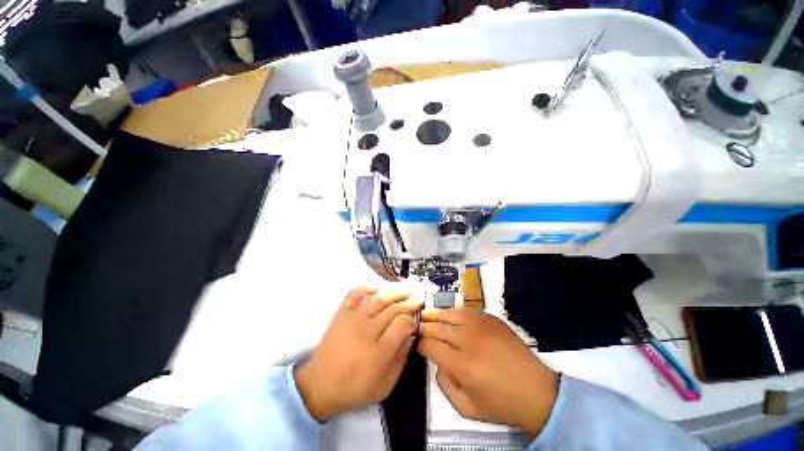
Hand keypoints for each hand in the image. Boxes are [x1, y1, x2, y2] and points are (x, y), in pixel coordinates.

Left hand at [295, 286, 421, 421]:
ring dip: (394, 294)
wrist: (320, 386)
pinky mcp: (342, 314)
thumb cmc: (355, 388)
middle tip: (418, 300)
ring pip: (379, 300)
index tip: (416, 320)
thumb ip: (401, 360)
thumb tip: (411, 337)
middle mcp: (368, 330)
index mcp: (379, 350)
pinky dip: (365, 288)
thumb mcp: (385, 385)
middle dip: (408, 304)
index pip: (402, 325)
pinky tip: (376, 287)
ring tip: (406, 291)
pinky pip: (354, 295)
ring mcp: (353, 319)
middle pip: (393, 310)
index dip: (412, 320)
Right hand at [418, 309, 558, 437]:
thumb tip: (437, 361)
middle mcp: (470, 341)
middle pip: (438, 327)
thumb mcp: (466, 408)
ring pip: (450, 313)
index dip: (419, 342)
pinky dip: (454, 312)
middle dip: (424, 326)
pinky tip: (449, 316)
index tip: (415, 342)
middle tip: (416, 326)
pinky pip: (466, 311)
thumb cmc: (501, 404)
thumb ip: (444, 384)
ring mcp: (482, 326)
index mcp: (462, 365)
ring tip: (427, 315)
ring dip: (436, 315)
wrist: (537, 392)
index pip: (431, 345)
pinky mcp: (492, 319)